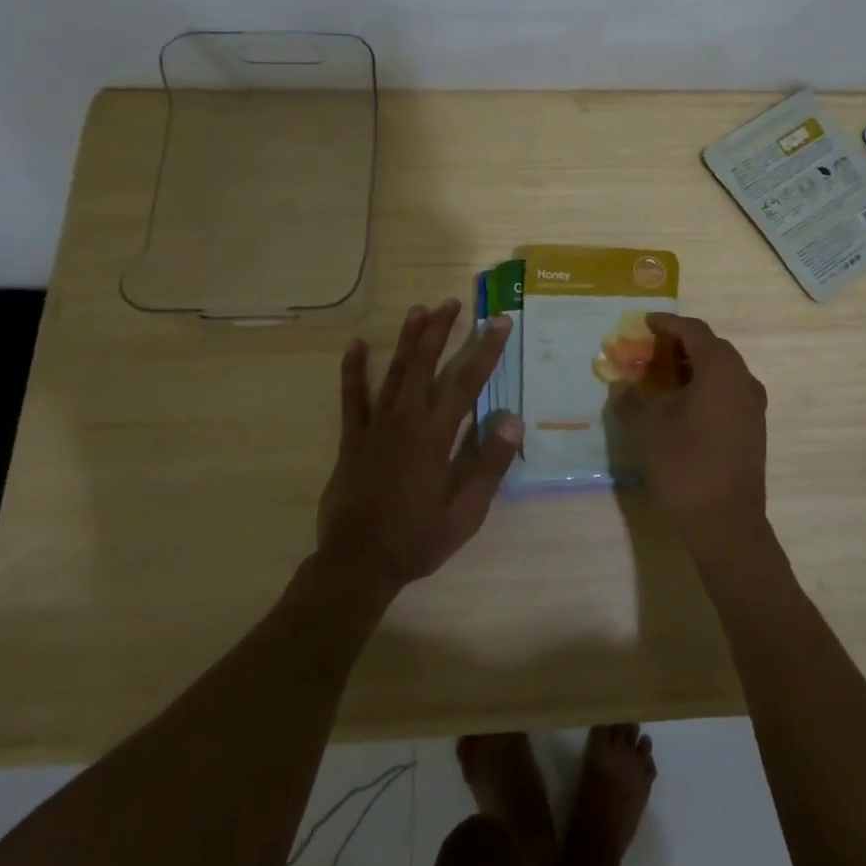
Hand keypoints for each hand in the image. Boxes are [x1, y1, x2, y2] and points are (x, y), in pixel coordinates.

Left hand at [317, 299, 521, 592]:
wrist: (358, 563)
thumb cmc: (418, 539)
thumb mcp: (466, 512)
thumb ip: (489, 464)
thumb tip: (513, 418)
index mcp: (436, 436)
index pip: (468, 382)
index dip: (487, 349)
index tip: (500, 322)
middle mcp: (406, 420)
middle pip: (426, 364)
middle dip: (441, 331)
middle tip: (452, 302)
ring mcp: (375, 426)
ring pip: (394, 373)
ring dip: (407, 340)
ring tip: (418, 310)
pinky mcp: (353, 438)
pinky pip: (352, 397)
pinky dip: (353, 370)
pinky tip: (354, 345)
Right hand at [608, 312, 768, 539]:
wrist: (726, 521)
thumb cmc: (685, 464)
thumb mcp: (646, 428)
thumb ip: (630, 399)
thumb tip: (621, 386)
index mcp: (720, 369)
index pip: (693, 331)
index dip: (667, 323)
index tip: (645, 322)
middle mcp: (743, 379)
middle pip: (711, 347)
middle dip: (680, 344)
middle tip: (650, 349)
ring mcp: (753, 404)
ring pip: (721, 371)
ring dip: (693, 366)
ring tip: (662, 375)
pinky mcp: (754, 427)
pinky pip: (728, 391)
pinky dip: (705, 386)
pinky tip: (682, 403)